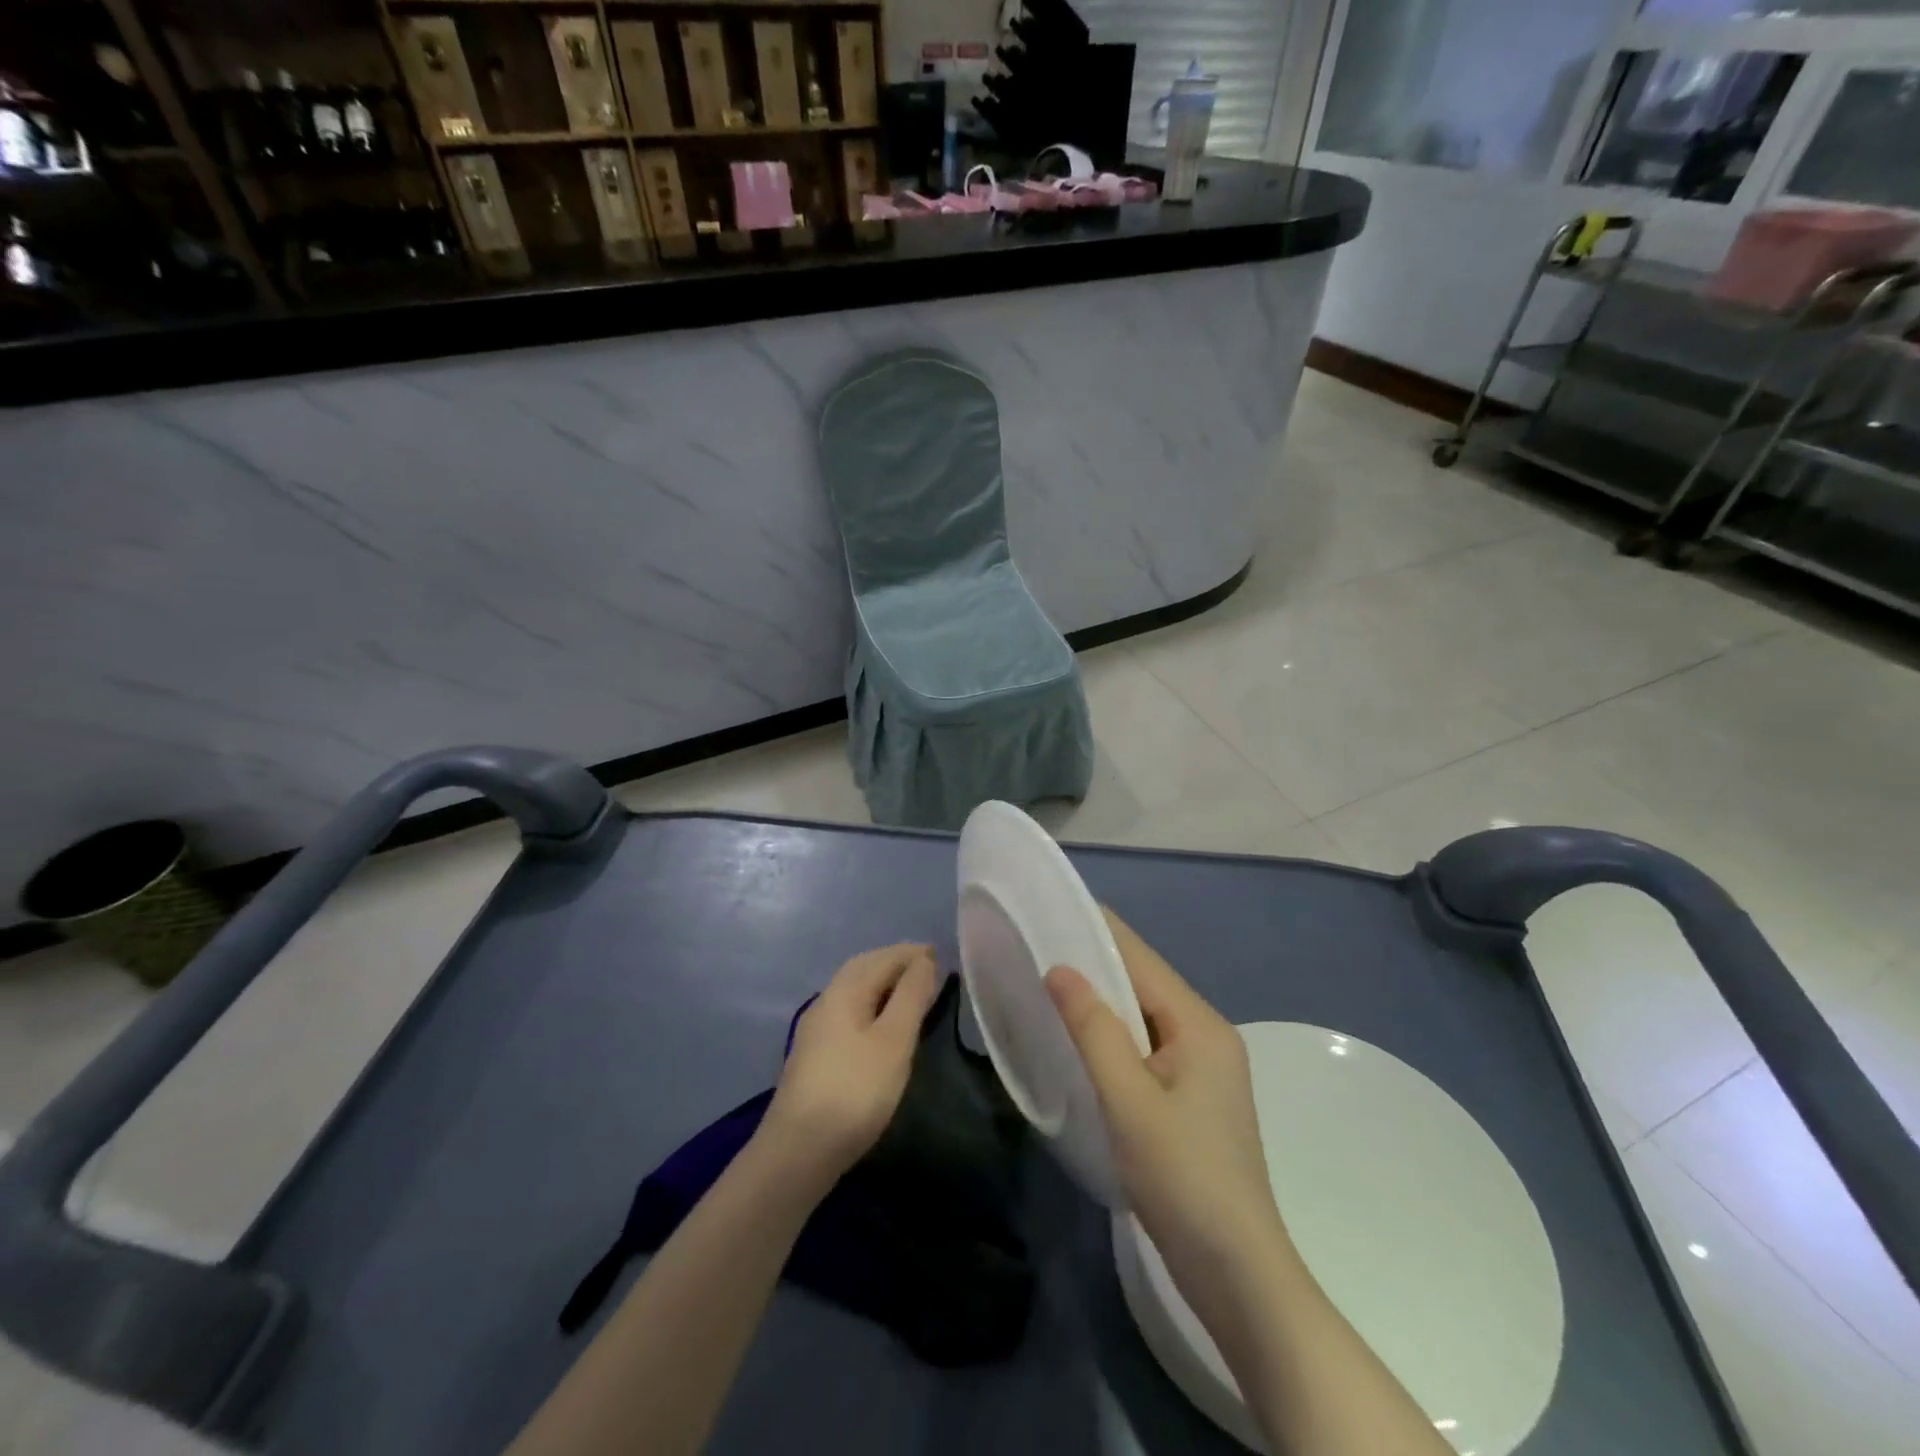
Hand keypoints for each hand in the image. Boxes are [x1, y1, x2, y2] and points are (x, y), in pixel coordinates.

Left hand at [763, 943, 939, 1183]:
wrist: (798, 1151)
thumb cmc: (855, 1090)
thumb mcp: (893, 1041)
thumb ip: (911, 997)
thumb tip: (924, 960)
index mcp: (844, 991)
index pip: (882, 958)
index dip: (911, 953)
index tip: (939, 953)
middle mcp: (826, 1001)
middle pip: (863, 969)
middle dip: (894, 962)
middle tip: (926, 966)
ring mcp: (817, 1030)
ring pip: (854, 991)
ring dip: (882, 984)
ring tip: (910, 992)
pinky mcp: (816, 1055)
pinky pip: (850, 1012)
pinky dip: (872, 1005)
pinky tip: (882, 1024)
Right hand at [1045, 911, 1285, 1282]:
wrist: (1237, 1275)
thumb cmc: (1183, 1178)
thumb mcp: (1129, 1100)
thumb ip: (1094, 1029)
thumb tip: (1061, 969)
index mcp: (1200, 1026)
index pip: (1142, 960)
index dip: (1100, 931)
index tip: (1054, 910)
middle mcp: (1207, 1036)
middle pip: (1144, 984)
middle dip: (1095, 964)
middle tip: (1039, 948)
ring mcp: (1203, 1070)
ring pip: (1144, 1018)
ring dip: (1102, 1002)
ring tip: (1050, 986)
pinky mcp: (1192, 1100)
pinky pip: (1146, 1048)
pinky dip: (1113, 1036)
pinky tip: (1082, 1042)